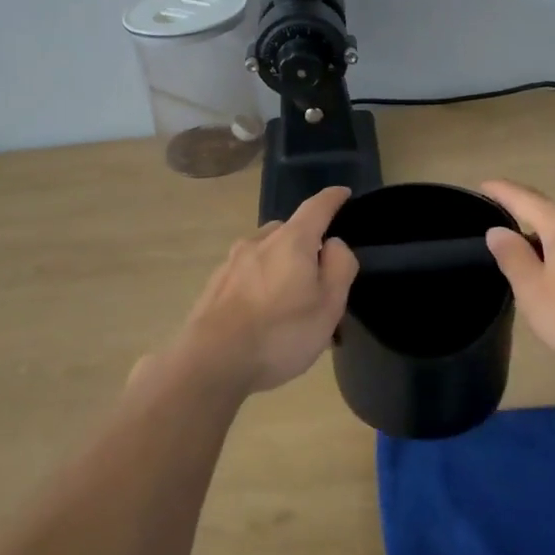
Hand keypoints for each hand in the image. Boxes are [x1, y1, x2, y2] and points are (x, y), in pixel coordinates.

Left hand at [166, 185, 359, 397]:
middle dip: (306, 245)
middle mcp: (258, 242)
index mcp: (291, 241)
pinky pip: (247, 276)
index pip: (316, 207)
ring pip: (265, 254)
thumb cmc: (280, 333)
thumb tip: (332, 244)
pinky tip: (263, 316)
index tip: (343, 193)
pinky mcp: (215, 285)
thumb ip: (339, 267)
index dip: (332, 199)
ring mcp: (231, 263)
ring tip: (290, 304)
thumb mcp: (329, 305)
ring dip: (281, 268)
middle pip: (289, 231)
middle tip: (319, 278)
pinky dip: (260, 286)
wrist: (211, 361)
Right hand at [481, 179, 554, 374]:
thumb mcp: (533, 290)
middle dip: (530, 222)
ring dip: (554, 245)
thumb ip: (513, 257)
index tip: (484, 184)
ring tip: (538, 267)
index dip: (502, 191)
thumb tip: (499, 230)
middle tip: (507, 240)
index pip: (525, 199)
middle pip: (554, 216)